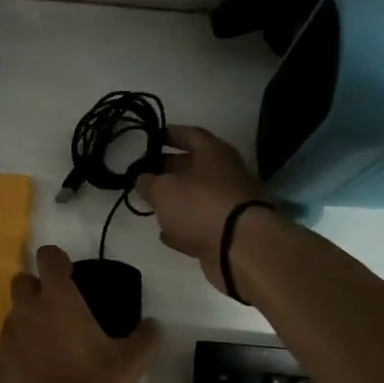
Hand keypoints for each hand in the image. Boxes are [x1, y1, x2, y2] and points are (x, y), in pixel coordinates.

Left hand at [0, 245, 158, 382]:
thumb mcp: (133, 361)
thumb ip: (145, 336)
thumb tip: (154, 326)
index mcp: (58, 301)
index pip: (48, 257)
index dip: (56, 261)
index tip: (67, 273)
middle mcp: (26, 314)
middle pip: (20, 284)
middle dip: (34, 291)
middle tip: (55, 314)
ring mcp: (5, 343)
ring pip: (10, 323)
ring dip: (25, 330)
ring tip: (46, 355)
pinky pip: (1, 359)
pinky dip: (14, 365)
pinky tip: (32, 382)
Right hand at [135, 126, 269, 288]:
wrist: (240, 248)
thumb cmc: (200, 206)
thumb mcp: (163, 189)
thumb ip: (148, 182)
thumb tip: (143, 179)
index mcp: (213, 153)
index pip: (190, 134)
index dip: (169, 134)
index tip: (150, 138)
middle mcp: (224, 174)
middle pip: (193, 166)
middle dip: (167, 168)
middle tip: (144, 174)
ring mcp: (228, 204)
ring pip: (196, 196)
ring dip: (174, 200)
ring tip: (150, 204)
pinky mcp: (227, 231)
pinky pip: (200, 223)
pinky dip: (183, 226)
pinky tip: (166, 233)